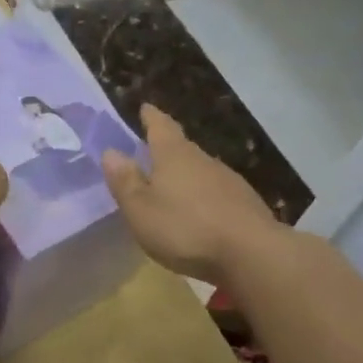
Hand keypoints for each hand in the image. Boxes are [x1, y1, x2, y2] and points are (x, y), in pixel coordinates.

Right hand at [102, 105, 284, 284]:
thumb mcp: (141, 209)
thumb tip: (110, 152)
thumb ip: (125, 181)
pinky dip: (203, 197)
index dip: (151, 117)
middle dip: (167, 147)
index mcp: (174, 156)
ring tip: (172, 185)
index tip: (145, 108)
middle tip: (152, 150)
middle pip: (183, 147)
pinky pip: (216, 193)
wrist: (252, 254)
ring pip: (201, 170)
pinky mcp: (245, 205)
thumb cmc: (185, 228)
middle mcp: (203, 160)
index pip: (161, 127)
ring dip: (186, 174)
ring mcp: (229, 182)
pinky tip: (199, 213)